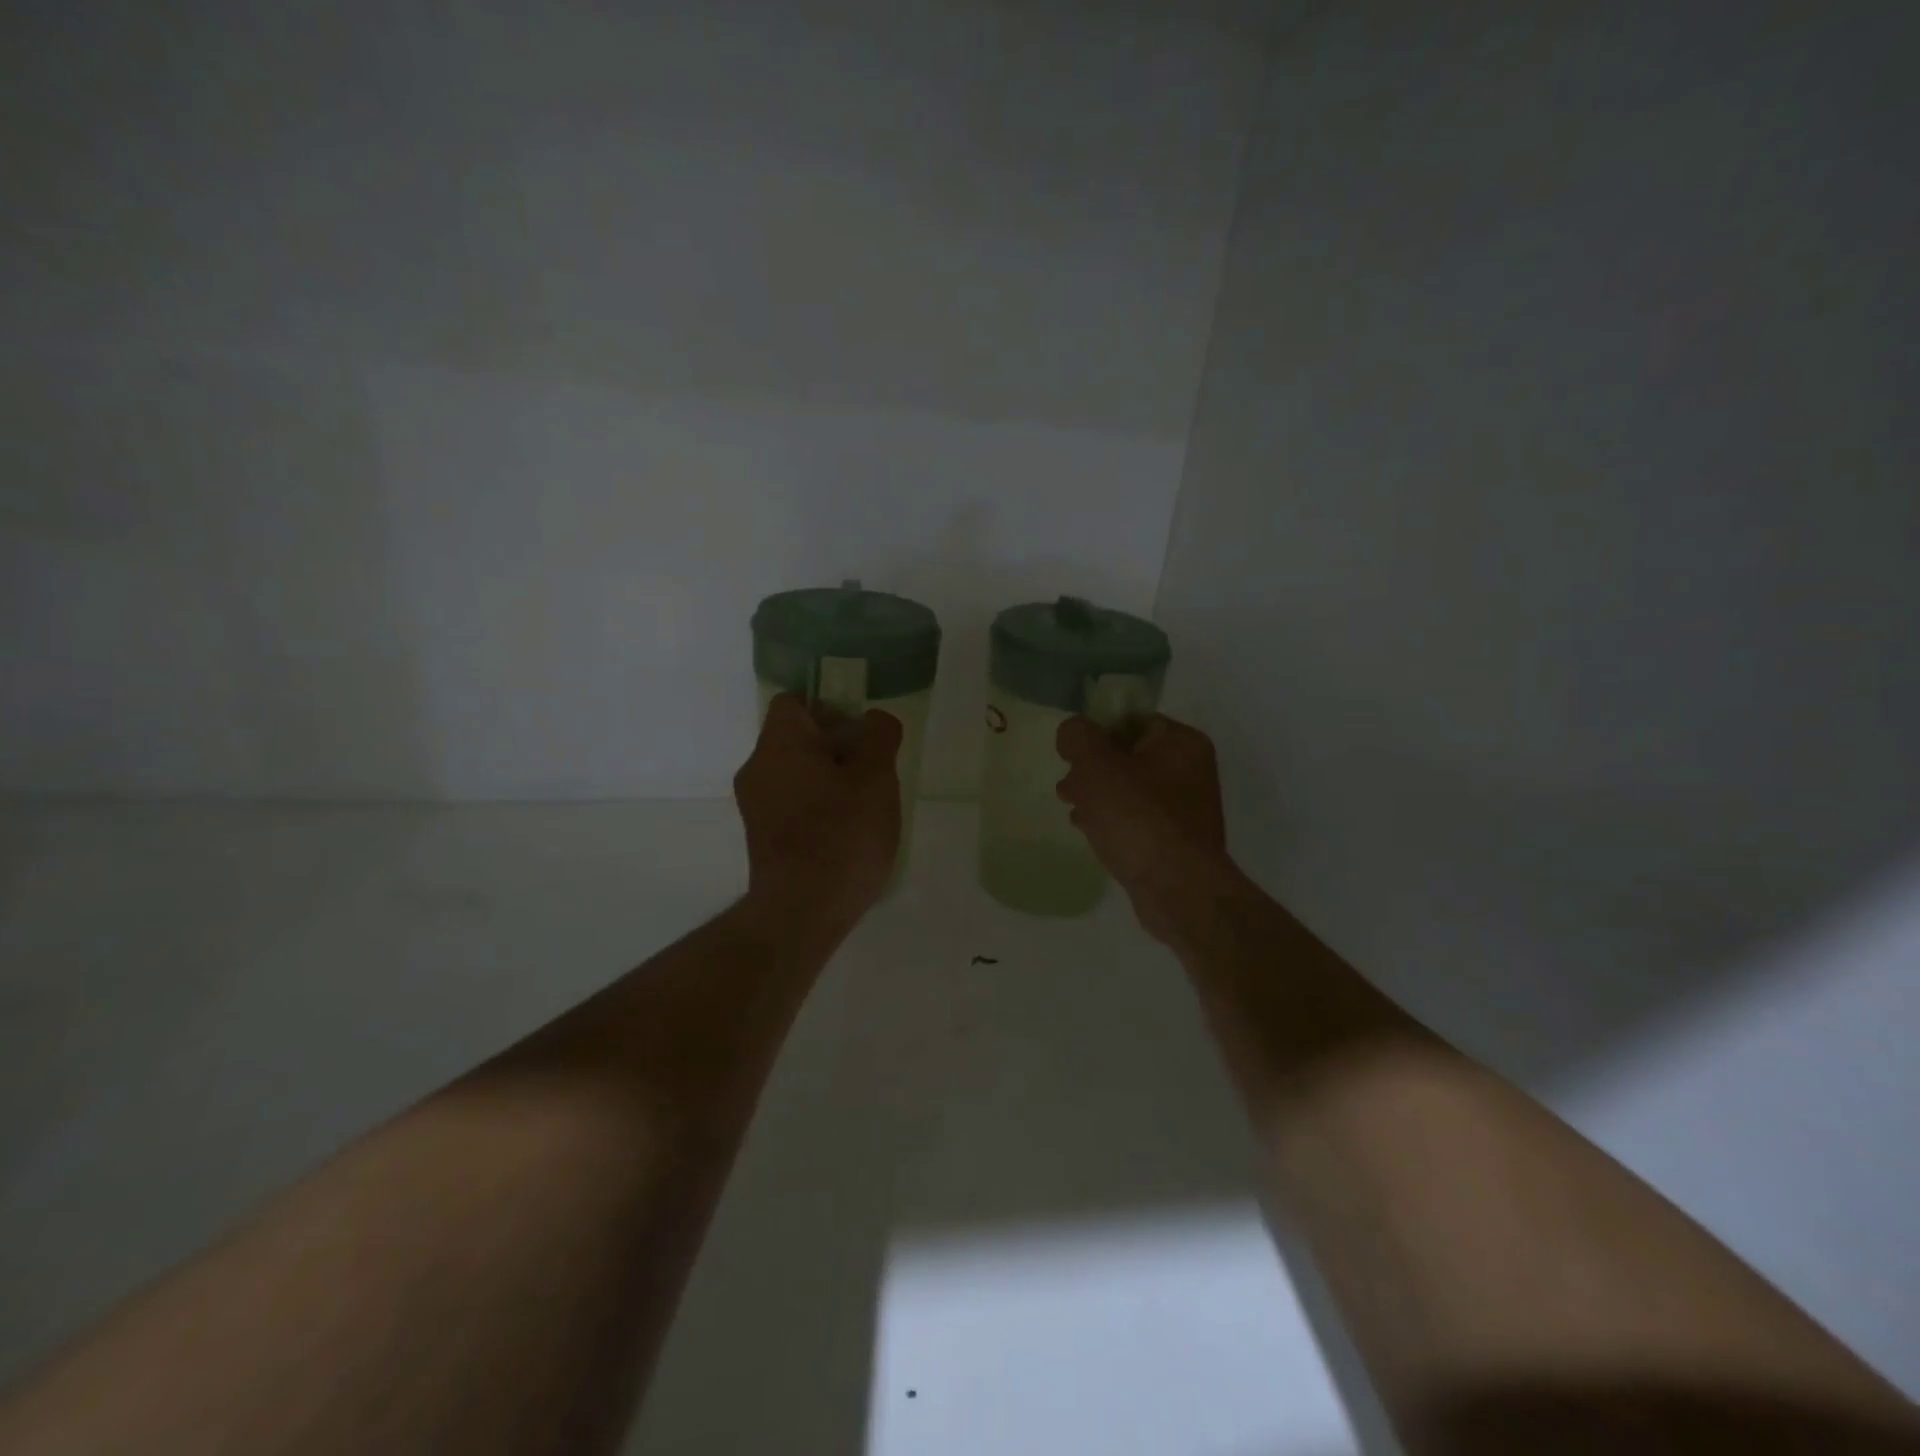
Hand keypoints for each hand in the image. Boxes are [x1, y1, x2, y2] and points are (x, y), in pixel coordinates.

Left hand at [735, 694, 903, 931]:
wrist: (801, 912)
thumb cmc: (841, 835)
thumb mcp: (876, 778)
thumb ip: (879, 737)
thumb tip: (874, 720)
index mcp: (779, 744)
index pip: (795, 702)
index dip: (830, 707)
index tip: (861, 733)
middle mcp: (757, 769)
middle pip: (797, 738)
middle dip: (837, 747)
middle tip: (873, 770)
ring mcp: (755, 806)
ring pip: (796, 773)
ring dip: (830, 779)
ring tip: (865, 805)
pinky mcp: (761, 838)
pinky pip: (791, 803)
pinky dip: (817, 806)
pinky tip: (846, 832)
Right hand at [1056, 713, 1233, 942]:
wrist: (1178, 890)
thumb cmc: (1138, 818)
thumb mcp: (1097, 766)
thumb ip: (1078, 737)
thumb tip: (1072, 732)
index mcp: (1181, 742)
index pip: (1131, 720)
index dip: (1096, 731)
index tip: (1070, 753)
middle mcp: (1189, 770)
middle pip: (1128, 755)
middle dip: (1092, 768)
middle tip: (1066, 785)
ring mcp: (1184, 808)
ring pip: (1129, 789)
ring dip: (1097, 795)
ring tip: (1071, 808)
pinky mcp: (1174, 841)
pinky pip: (1135, 819)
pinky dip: (1111, 820)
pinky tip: (1088, 831)